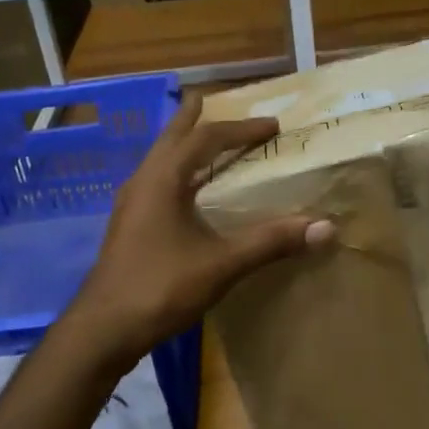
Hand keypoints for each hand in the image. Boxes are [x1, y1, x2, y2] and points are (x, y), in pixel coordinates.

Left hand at [70, 95, 332, 362]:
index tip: (272, 126)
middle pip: (171, 138)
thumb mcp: (222, 264)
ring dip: (182, 145)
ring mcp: (131, 205)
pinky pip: (156, 183)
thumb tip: (324, 227)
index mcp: (162, 180)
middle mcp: (142, 183)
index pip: (205, 139)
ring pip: (159, 161)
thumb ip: (271, 242)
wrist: (104, 328)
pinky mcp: (128, 227)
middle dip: (193, 120)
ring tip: (200, 139)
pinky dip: (176, 172)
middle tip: (209, 100)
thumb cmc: (161, 288)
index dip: (241, 129)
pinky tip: (186, 193)